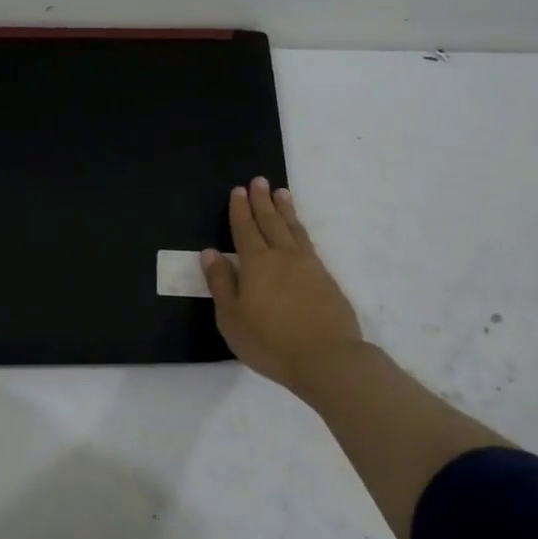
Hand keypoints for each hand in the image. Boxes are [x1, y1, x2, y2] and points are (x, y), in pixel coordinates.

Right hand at [202, 178, 363, 399]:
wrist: (327, 358)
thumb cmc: (270, 341)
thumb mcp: (232, 317)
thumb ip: (221, 283)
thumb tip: (210, 252)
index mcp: (256, 263)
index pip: (245, 230)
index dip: (240, 210)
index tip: (238, 190)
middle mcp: (282, 256)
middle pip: (271, 222)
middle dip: (262, 201)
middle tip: (259, 180)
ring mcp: (308, 266)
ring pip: (293, 229)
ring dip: (285, 210)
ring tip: (281, 193)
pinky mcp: (326, 279)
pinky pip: (308, 243)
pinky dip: (300, 229)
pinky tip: (299, 231)